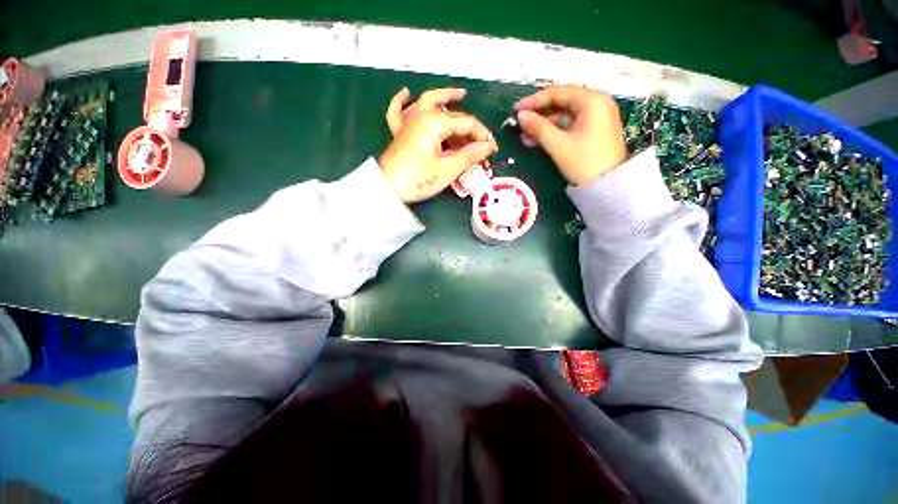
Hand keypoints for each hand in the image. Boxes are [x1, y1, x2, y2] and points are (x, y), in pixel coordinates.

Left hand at [380, 87, 497, 202]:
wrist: (387, 189)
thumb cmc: (418, 180)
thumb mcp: (448, 169)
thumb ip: (469, 156)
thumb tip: (488, 146)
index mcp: (434, 122)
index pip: (465, 123)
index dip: (481, 135)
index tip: (492, 149)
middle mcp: (421, 115)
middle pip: (451, 115)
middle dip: (469, 127)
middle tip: (480, 140)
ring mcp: (407, 122)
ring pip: (427, 102)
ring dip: (444, 97)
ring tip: (460, 94)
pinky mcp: (399, 133)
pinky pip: (398, 111)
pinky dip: (402, 101)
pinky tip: (406, 92)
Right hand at [514, 86, 626, 185]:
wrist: (607, 187)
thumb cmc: (583, 162)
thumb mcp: (558, 144)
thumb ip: (538, 127)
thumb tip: (520, 116)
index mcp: (592, 100)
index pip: (558, 92)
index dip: (534, 100)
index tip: (515, 109)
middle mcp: (596, 103)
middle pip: (561, 103)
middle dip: (538, 114)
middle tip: (519, 123)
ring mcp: (596, 118)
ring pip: (563, 116)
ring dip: (543, 125)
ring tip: (523, 136)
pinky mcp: (593, 131)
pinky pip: (569, 126)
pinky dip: (553, 132)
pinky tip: (535, 141)